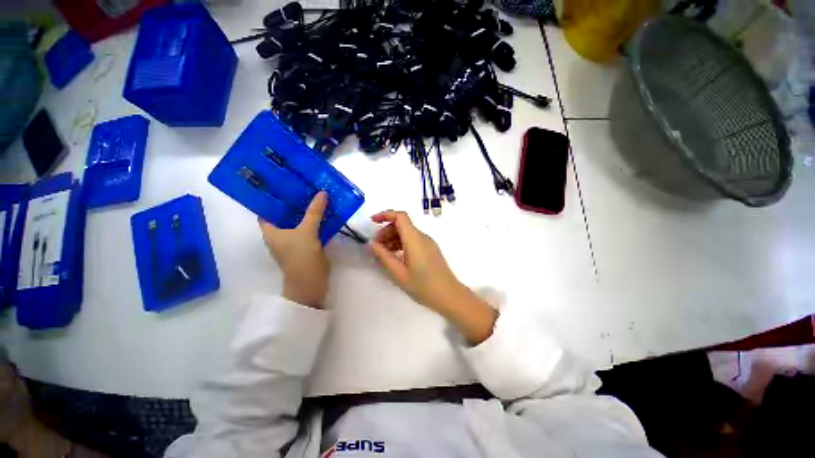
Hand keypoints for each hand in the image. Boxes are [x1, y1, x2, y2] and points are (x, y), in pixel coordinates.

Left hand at [259, 192, 329, 308]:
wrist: (311, 281)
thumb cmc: (301, 257)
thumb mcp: (306, 232)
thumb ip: (314, 212)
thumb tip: (322, 193)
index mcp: (271, 231)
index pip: (266, 210)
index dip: (272, 197)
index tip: (282, 183)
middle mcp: (280, 234)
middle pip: (285, 214)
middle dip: (293, 201)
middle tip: (303, 185)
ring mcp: (294, 239)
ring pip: (299, 220)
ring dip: (306, 210)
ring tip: (315, 194)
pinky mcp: (307, 244)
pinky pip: (310, 227)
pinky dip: (316, 220)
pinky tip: (325, 211)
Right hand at [369, 211, 496, 343]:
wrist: (448, 295)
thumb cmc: (423, 286)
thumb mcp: (398, 273)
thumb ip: (384, 256)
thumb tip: (372, 244)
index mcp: (414, 239)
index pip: (400, 216)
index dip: (385, 215)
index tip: (373, 221)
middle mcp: (422, 236)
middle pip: (402, 224)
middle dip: (387, 230)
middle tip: (377, 245)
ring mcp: (428, 242)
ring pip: (407, 232)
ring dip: (393, 238)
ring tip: (384, 253)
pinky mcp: (430, 249)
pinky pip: (413, 240)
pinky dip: (402, 243)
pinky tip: (396, 256)